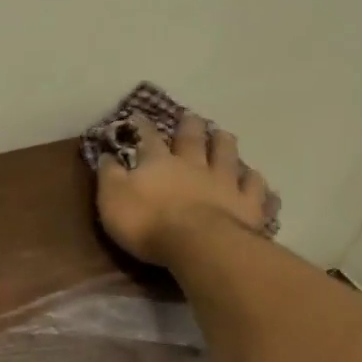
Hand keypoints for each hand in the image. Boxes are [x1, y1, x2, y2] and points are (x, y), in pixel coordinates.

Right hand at [96, 113, 274, 265]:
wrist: (198, 244)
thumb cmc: (147, 222)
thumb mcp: (112, 198)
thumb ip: (109, 175)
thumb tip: (106, 155)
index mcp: (159, 163)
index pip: (148, 138)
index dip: (142, 127)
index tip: (139, 116)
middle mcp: (193, 165)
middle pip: (193, 140)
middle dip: (190, 127)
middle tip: (191, 117)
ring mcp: (224, 183)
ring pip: (227, 155)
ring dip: (224, 143)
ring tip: (224, 135)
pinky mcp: (248, 204)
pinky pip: (255, 188)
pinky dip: (255, 181)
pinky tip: (256, 178)